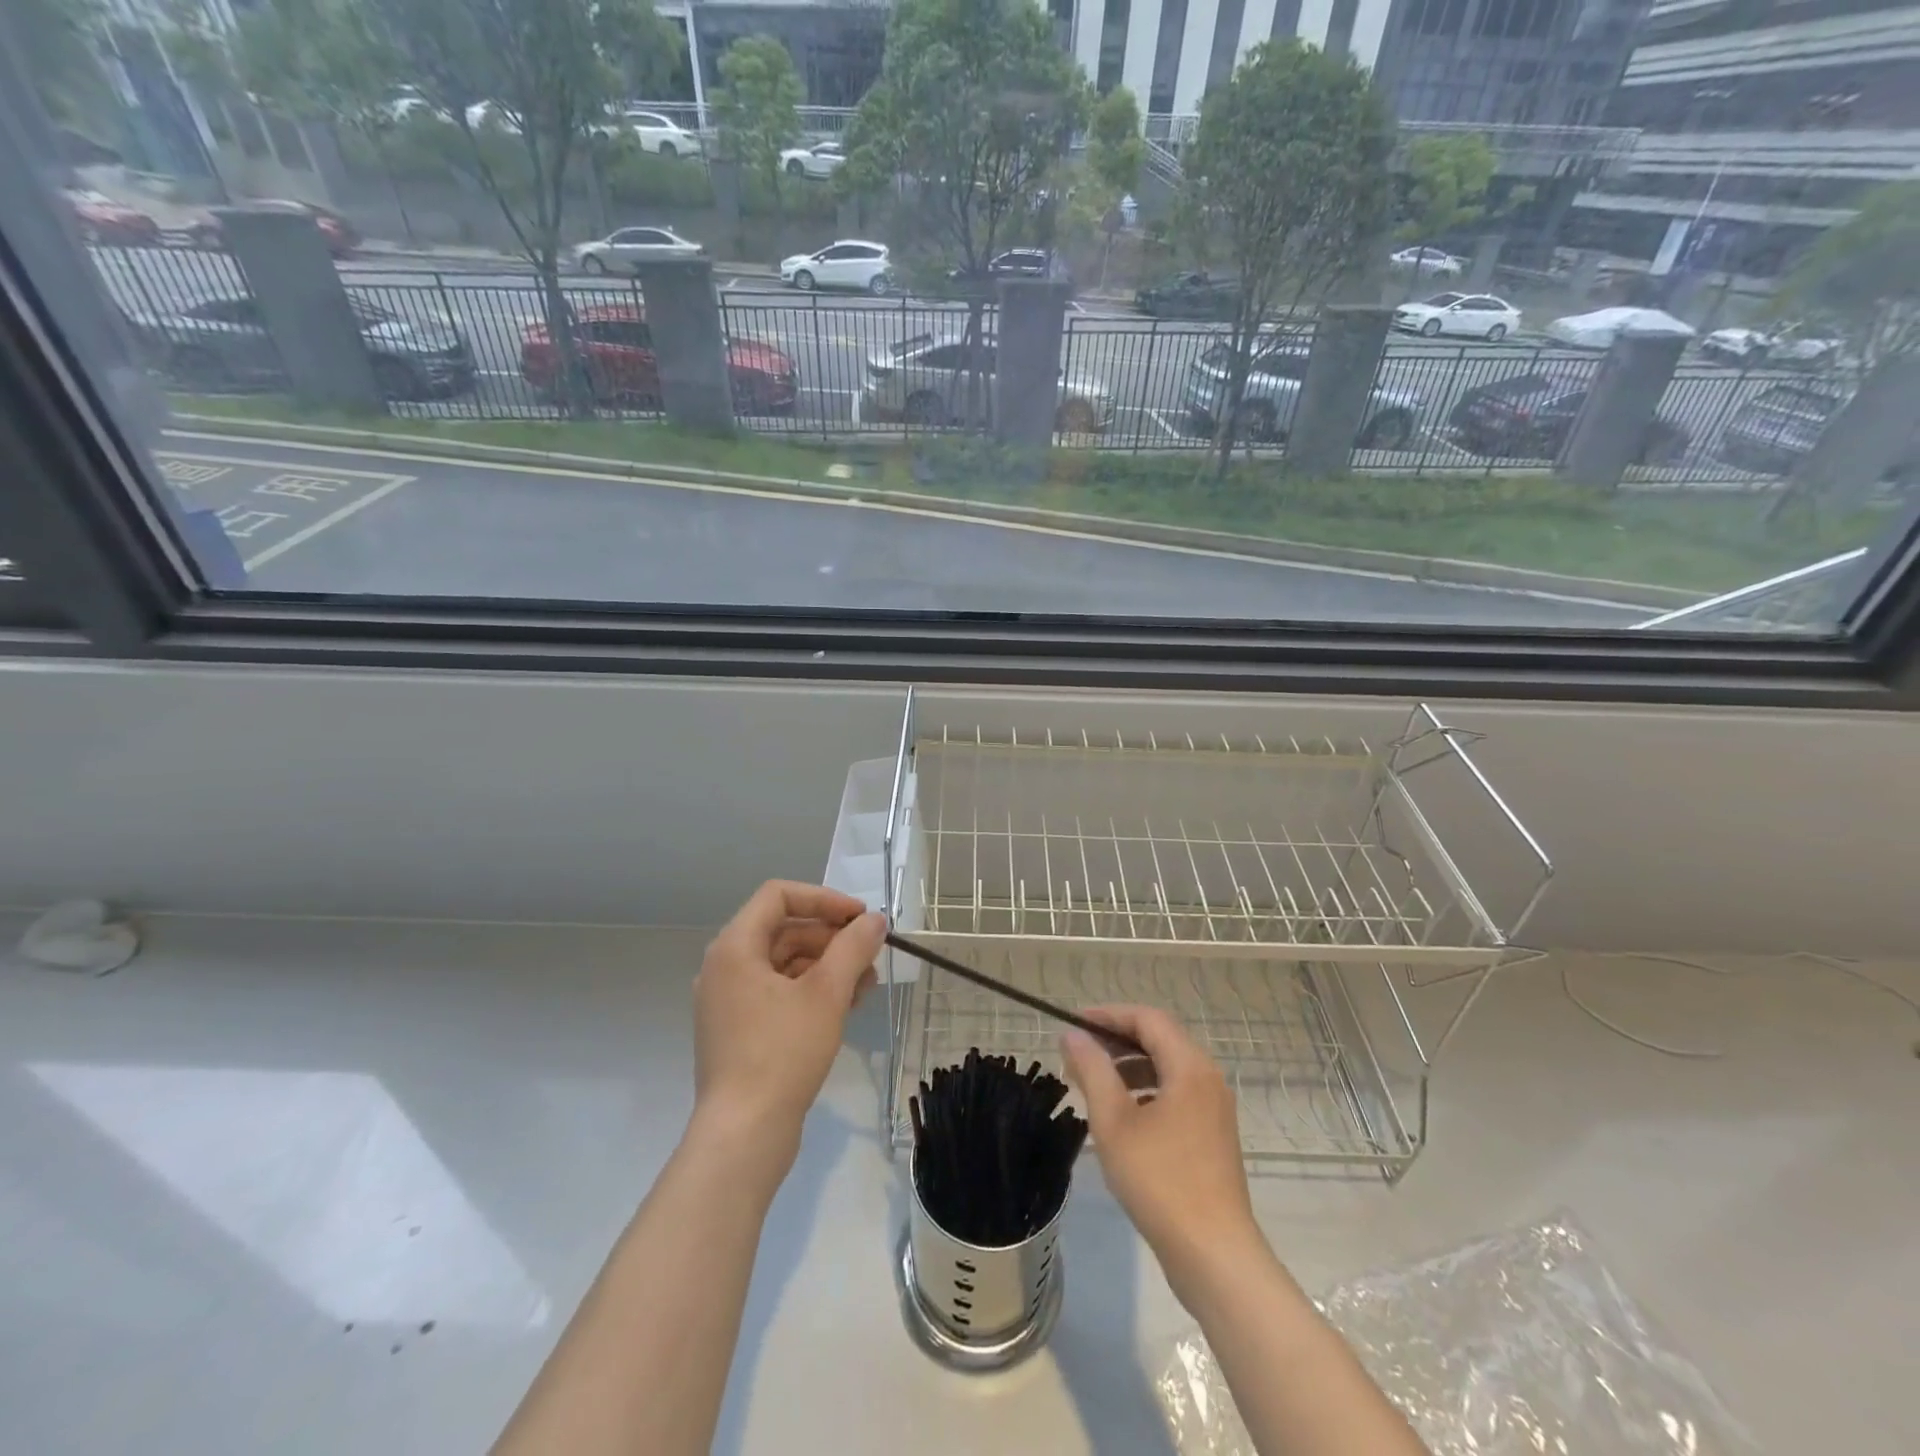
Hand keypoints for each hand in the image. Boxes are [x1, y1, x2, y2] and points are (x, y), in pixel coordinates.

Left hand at [692, 881, 884, 1159]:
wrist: (744, 1135)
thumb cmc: (782, 1052)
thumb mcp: (827, 993)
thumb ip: (853, 948)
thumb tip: (874, 921)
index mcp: (734, 948)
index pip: (779, 896)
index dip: (824, 899)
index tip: (860, 918)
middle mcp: (725, 967)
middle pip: (784, 930)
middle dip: (831, 937)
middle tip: (870, 953)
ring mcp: (729, 1002)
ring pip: (785, 964)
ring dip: (828, 966)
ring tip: (868, 983)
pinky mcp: (739, 1032)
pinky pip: (779, 994)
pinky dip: (812, 992)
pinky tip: (848, 1005)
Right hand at [1061, 1005, 1262, 1307]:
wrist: (1214, 1256)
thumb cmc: (1160, 1181)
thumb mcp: (1114, 1122)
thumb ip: (1092, 1070)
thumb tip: (1073, 1035)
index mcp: (1189, 1066)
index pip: (1147, 1019)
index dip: (1108, 1014)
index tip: (1074, 1023)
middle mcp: (1207, 1078)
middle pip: (1159, 1039)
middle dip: (1116, 1040)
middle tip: (1079, 1052)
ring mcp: (1214, 1108)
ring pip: (1167, 1067)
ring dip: (1129, 1066)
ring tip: (1093, 1082)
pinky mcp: (1212, 1135)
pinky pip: (1175, 1093)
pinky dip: (1145, 1091)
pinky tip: (1121, 1115)